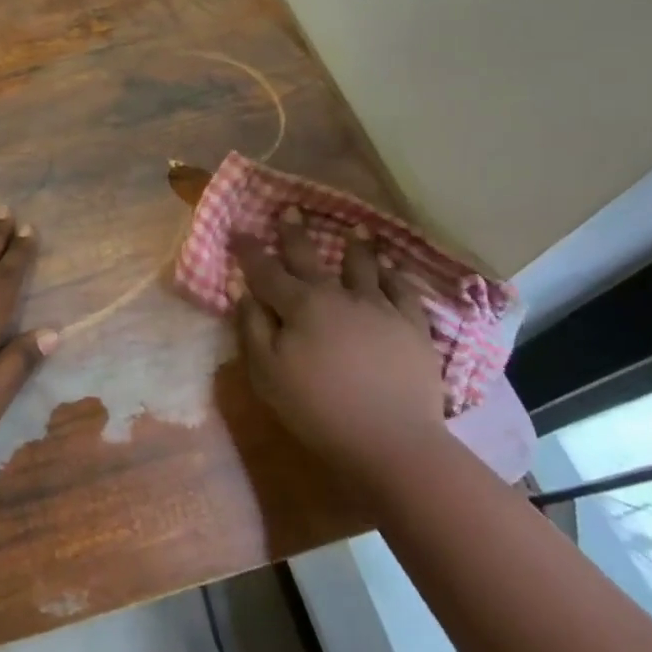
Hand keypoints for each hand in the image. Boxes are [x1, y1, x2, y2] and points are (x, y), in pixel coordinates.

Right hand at [233, 209, 449, 480]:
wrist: (392, 441)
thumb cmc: (319, 410)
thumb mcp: (267, 374)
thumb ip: (253, 329)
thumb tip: (245, 294)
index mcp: (300, 306)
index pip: (266, 270)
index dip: (250, 250)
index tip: (238, 231)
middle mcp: (338, 295)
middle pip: (311, 257)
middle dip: (295, 233)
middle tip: (291, 209)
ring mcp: (379, 308)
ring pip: (364, 266)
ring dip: (356, 246)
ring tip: (357, 229)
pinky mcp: (413, 327)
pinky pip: (403, 291)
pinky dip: (396, 275)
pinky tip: (393, 269)